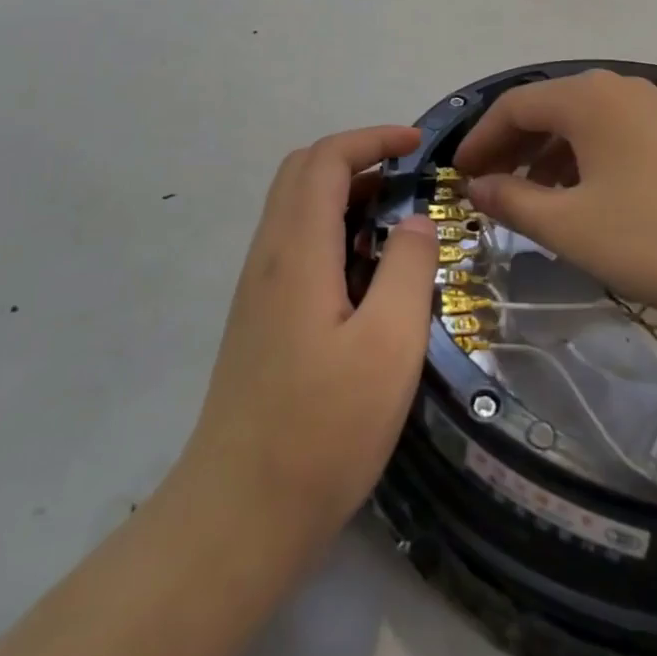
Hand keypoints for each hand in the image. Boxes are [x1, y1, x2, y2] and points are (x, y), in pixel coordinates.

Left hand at [181, 126, 438, 558]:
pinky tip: (367, 271)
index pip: (325, 160)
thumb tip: (415, 220)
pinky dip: (333, 228)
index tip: (418, 146)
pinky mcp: (260, 317)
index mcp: (296, 252)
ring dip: (344, 192)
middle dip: (357, 157)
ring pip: (296, 207)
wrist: (237, 517)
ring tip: (398, 220)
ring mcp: (258, 288)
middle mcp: (268, 256)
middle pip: (302, 172)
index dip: (372, 139)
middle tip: (409, 177)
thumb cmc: (322, 431)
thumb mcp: (389, 346)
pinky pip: (295, 243)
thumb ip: (408, 269)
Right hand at [456, 71, 656, 336]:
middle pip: (549, 110)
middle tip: (488, 189)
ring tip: (533, 201)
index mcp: (587, 97)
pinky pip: (616, 140)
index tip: (458, 175)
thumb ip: (513, 202)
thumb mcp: (571, 226)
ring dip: (549, 158)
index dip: (479, 139)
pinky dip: (587, 164)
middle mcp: (621, 91)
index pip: (514, 105)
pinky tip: (588, 202)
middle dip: (512, 147)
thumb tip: (477, 187)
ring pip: (585, 126)